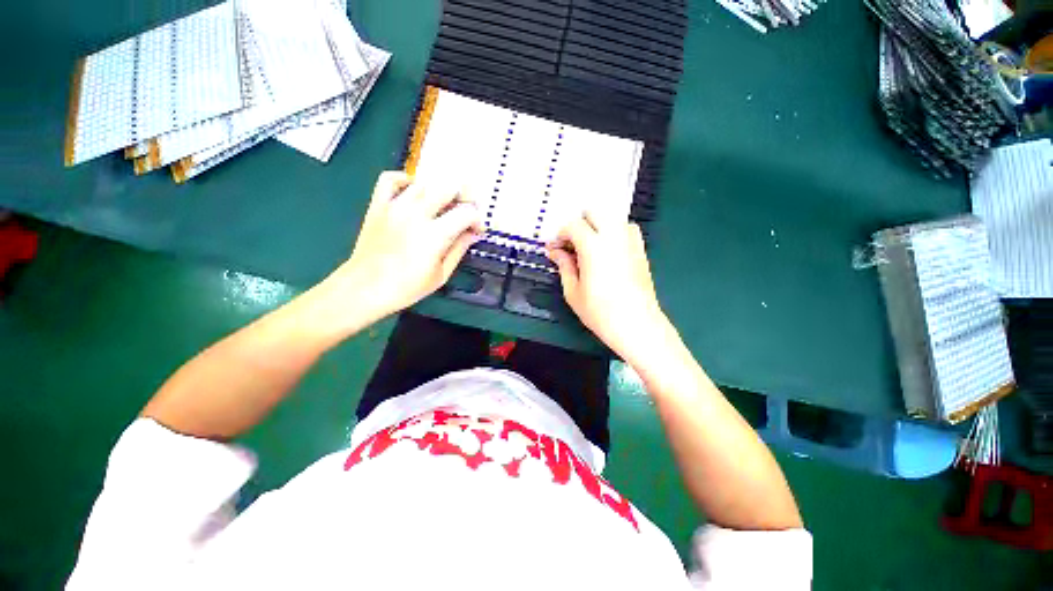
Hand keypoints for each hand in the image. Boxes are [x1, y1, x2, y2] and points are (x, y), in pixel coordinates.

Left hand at [327, 172, 482, 322]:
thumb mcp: (441, 275)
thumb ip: (459, 250)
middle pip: (448, 187)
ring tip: (442, 206)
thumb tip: (473, 234)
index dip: (477, 219)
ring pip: (424, 182)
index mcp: (434, 234)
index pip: (466, 212)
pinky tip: (414, 192)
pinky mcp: (378, 205)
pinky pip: (391, 179)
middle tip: (464, 212)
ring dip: (439, 191)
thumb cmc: (406, 287)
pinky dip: (405, 180)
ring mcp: (395, 206)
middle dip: (463, 197)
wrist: (365, 288)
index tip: (476, 230)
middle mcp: (416, 214)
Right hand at [546, 213, 674, 365]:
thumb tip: (556, 252)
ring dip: (597, 226)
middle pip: (594, 212)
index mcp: (593, 246)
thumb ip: (563, 266)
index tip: (555, 249)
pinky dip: (614, 232)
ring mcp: (630, 241)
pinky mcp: (641, 249)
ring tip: (589, 247)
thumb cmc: (600, 312)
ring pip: (611, 217)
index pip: (573, 225)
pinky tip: (608, 250)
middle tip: (571, 245)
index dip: (560, 235)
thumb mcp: (573, 292)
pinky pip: (626, 228)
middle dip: (579, 224)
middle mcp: (614, 236)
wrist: (637, 324)